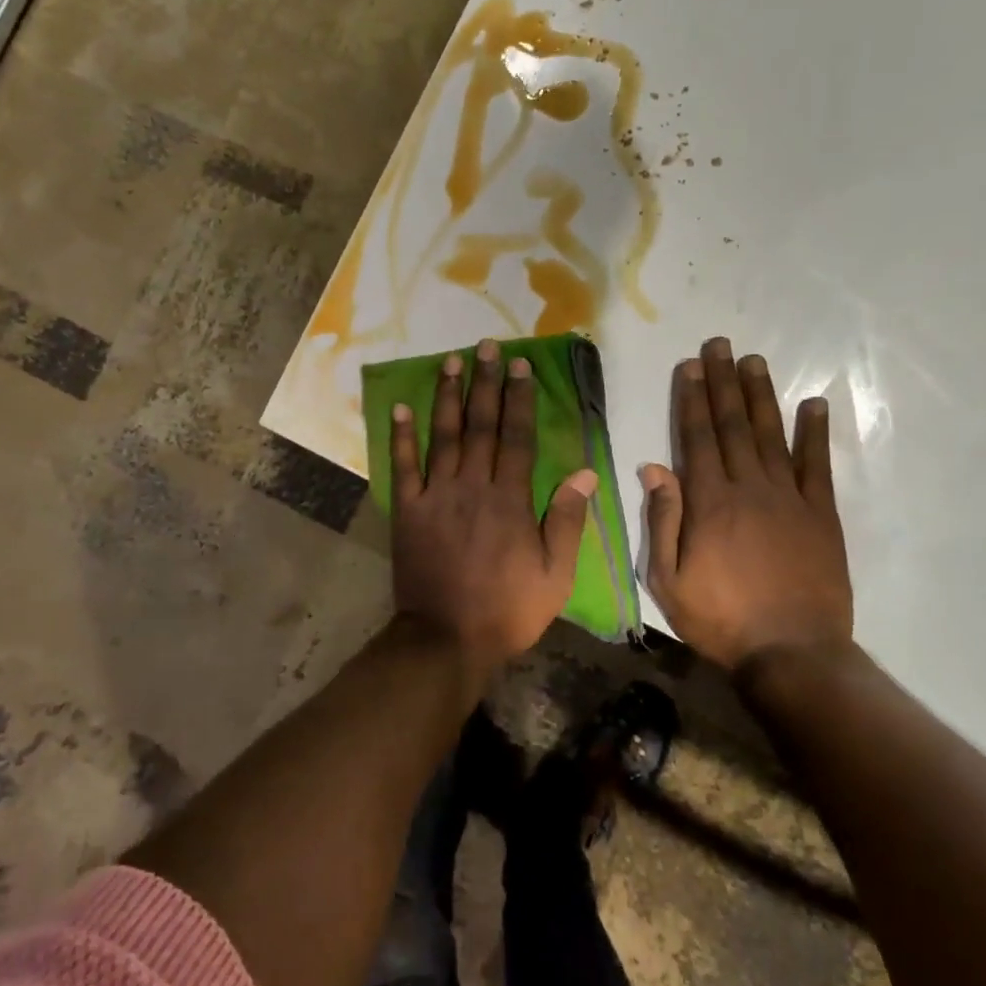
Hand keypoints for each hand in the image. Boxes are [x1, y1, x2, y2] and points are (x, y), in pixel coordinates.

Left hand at [391, 339, 597, 673]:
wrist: (446, 638)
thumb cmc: (507, 610)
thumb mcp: (555, 574)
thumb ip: (567, 520)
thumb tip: (585, 472)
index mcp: (510, 499)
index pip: (517, 436)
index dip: (519, 399)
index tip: (520, 367)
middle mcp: (472, 486)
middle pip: (480, 425)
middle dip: (485, 383)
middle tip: (485, 347)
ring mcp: (436, 496)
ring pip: (443, 436)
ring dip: (447, 396)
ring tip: (450, 362)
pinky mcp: (408, 511)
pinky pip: (404, 466)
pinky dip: (401, 437)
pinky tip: (401, 407)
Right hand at [641, 337, 851, 672]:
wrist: (792, 653)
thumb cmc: (719, 619)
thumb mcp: (668, 578)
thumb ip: (662, 520)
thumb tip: (653, 467)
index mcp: (709, 503)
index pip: (696, 438)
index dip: (691, 399)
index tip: (690, 366)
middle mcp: (748, 488)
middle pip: (733, 426)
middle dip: (724, 383)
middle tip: (721, 345)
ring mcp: (789, 498)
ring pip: (772, 435)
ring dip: (761, 396)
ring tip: (755, 361)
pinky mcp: (821, 515)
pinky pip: (818, 465)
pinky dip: (815, 433)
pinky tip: (813, 404)